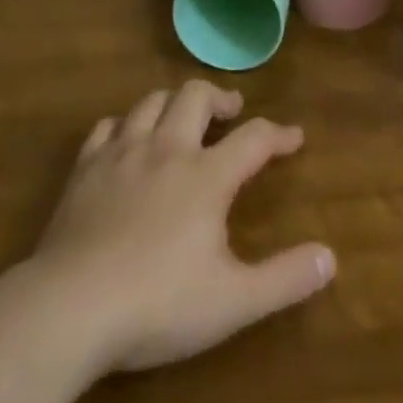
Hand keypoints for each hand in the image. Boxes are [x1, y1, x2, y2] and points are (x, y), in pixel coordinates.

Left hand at [28, 79, 335, 373]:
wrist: (71, 305)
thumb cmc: (157, 304)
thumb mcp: (232, 302)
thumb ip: (284, 278)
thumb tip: (331, 257)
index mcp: (206, 175)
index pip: (254, 138)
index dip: (279, 134)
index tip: (295, 136)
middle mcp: (167, 148)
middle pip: (197, 96)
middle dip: (219, 98)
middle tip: (231, 111)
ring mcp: (123, 151)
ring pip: (153, 100)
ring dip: (174, 102)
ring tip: (183, 117)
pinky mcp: (86, 166)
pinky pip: (108, 125)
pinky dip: (125, 125)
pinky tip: (127, 139)